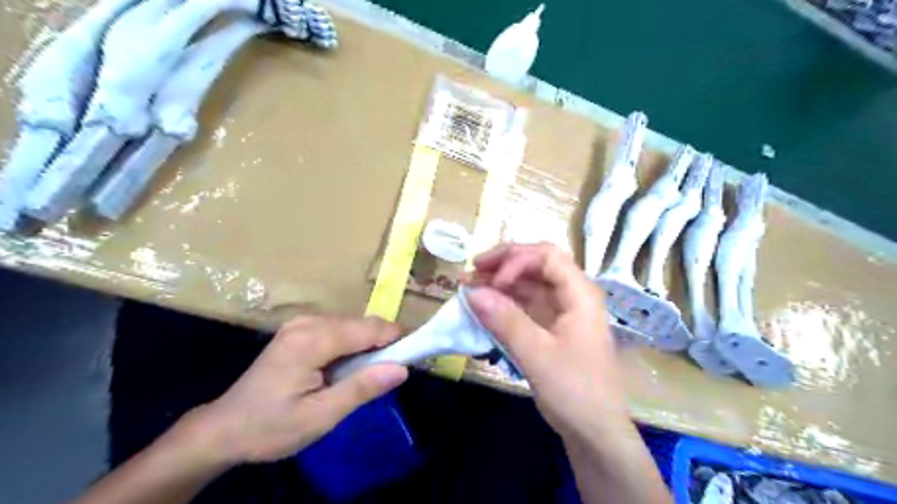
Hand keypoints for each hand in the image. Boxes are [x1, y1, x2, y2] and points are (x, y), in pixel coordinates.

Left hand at [192, 316, 411, 463]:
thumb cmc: (271, 427)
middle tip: (392, 374)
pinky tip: (346, 369)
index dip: (398, 339)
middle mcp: (309, 322)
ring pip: (353, 326)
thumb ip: (362, 388)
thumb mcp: (320, 416)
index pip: (370, 328)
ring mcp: (302, 323)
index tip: (416, 357)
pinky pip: (339, 330)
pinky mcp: (299, 330)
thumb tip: (402, 369)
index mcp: (313, 339)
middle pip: (363, 324)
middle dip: (383, 344)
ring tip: (369, 375)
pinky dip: (352, 346)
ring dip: (368, 346)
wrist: (223, 429)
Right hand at [467, 242, 624, 440]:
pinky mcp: (552, 327)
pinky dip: (505, 303)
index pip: (546, 256)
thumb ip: (505, 320)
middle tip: (472, 271)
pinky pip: (526, 305)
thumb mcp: (537, 354)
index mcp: (580, 293)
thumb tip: (472, 292)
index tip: (490, 282)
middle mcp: (573, 295)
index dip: (515, 260)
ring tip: (469, 287)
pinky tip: (484, 307)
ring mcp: (562, 311)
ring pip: (529, 284)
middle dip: (503, 265)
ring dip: (500, 283)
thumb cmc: (574, 390)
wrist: (595, 432)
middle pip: (537, 264)